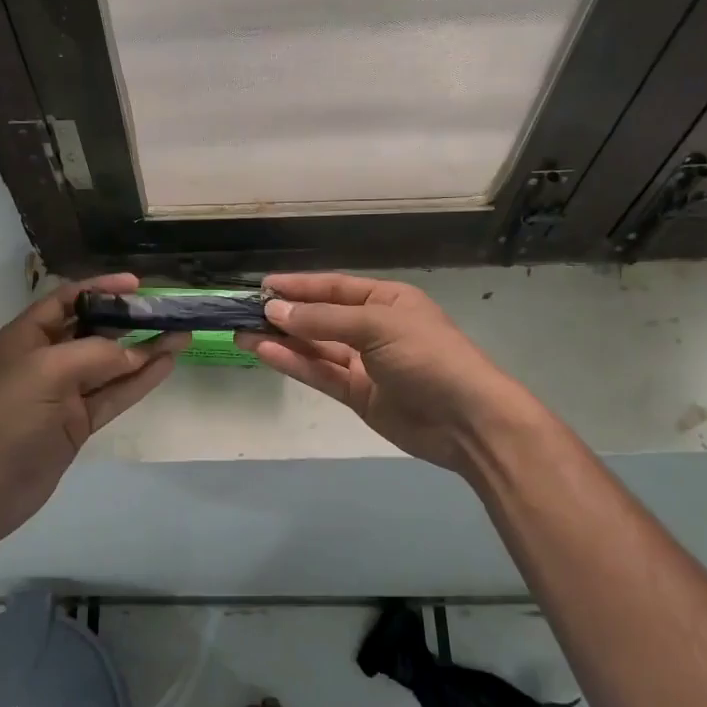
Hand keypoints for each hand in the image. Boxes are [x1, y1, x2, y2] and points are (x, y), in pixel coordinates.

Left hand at [0, 274, 184, 547]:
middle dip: (127, 321)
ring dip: (143, 352)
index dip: (100, 288)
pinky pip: (112, 395)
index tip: (137, 284)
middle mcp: (44, 360)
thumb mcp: (48, 370)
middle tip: (166, 313)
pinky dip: (138, 381)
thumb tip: (134, 354)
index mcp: (25, 337)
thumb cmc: (8, 416)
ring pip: (109, 366)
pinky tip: (165, 365)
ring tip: (181, 337)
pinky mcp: (77, 423)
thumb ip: (95, 354)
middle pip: (91, 331)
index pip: (65, 300)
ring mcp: (62, 394)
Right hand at [237, 272, 528, 473]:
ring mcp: (365, 363)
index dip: (299, 286)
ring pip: (315, 347)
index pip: (334, 287)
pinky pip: (320, 373)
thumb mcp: (376, 326)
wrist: (466, 420)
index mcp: (387, 301)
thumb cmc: (427, 357)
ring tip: (240, 332)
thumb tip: (274, 311)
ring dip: (281, 340)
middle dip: (285, 314)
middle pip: (321, 317)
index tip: (263, 286)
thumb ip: (323, 320)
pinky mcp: (358, 395)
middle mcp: (373, 328)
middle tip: (243, 312)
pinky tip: (263, 353)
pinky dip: (293, 363)